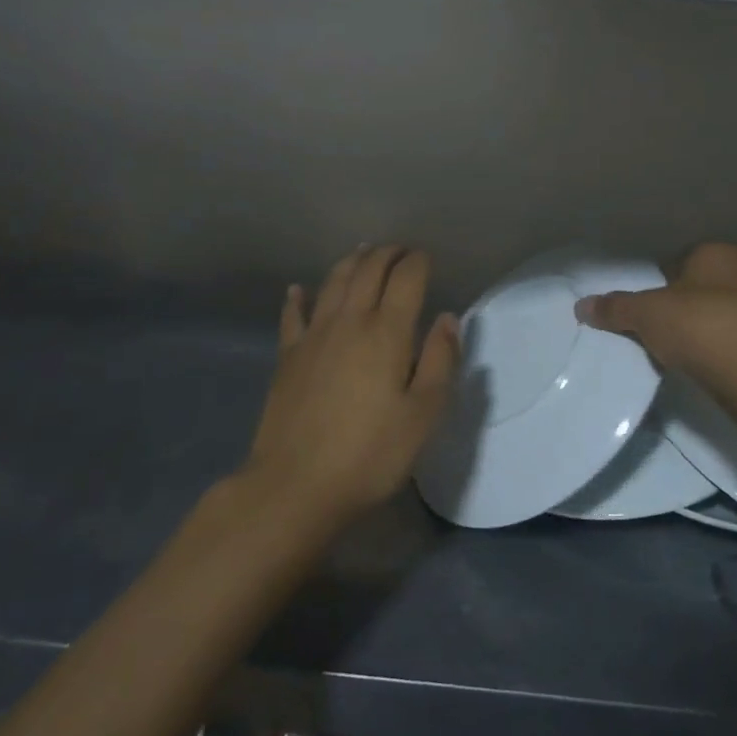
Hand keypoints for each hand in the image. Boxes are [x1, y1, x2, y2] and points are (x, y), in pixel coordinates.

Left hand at [245, 246, 459, 523]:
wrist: (295, 485)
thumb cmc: (370, 454)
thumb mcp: (423, 414)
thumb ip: (440, 360)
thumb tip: (448, 317)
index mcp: (387, 332)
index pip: (406, 278)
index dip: (418, 261)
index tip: (427, 258)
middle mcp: (349, 321)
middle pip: (368, 270)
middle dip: (387, 253)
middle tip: (401, 250)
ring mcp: (314, 336)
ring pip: (333, 282)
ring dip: (351, 262)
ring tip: (363, 252)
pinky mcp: (288, 356)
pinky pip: (293, 315)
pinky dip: (298, 297)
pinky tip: (299, 289)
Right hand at [576, 242, 736, 402]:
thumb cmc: (699, 325)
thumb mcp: (646, 313)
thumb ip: (614, 307)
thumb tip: (581, 305)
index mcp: (716, 253)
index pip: (678, 260)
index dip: (657, 282)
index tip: (643, 306)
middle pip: (696, 288)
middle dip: (677, 307)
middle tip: (652, 329)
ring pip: (715, 315)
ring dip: (696, 331)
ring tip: (673, 352)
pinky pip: (729, 341)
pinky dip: (713, 351)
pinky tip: (699, 367)